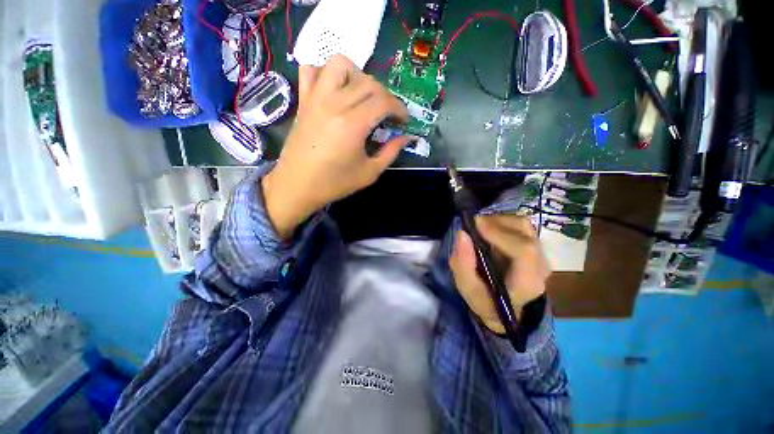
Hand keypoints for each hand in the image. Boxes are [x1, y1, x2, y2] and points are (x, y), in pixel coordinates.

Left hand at [263, 55, 409, 239]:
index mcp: (353, 125)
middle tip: (388, 114)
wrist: (297, 185)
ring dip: (358, 75)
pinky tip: (334, 91)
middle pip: (368, 82)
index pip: (383, 101)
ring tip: (362, 97)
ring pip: (340, 64)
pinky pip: (312, 70)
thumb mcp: (369, 173)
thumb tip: (406, 138)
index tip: (404, 120)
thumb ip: (391, 152)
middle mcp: (334, 104)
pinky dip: (326, 73)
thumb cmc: (335, 183)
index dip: (399, 108)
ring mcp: (316, 98)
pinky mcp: (304, 100)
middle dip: (385, 96)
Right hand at [449, 215, 550, 333]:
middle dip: (495, 222)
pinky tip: (489, 230)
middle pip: (524, 231)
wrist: (506, 307)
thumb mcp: (468, 289)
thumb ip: (463, 264)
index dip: (500, 233)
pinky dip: (502, 222)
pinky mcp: (535, 246)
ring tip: (479, 227)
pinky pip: (520, 225)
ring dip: (498, 220)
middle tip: (473, 225)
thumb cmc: (486, 300)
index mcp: (527, 281)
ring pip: (523, 224)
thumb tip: (462, 233)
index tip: (475, 224)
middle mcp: (540, 265)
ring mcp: (541, 253)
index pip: (524, 250)